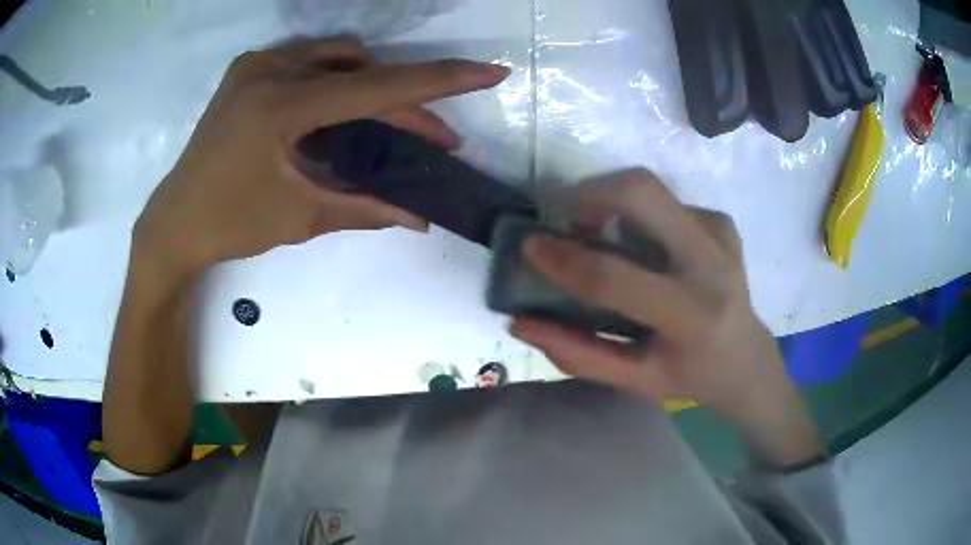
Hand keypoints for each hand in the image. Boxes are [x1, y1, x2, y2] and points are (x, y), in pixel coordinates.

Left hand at [135, 38, 509, 276]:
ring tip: (390, 128)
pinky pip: (310, 61)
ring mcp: (257, 64)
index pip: (378, 87)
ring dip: (371, 88)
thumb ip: (365, 208)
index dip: (441, 81)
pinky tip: (341, 110)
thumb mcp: (301, 216)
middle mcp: (271, 70)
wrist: (175, 223)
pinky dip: (336, 80)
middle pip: (362, 75)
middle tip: (436, 140)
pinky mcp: (248, 70)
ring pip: (338, 59)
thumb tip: (420, 218)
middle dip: (406, 107)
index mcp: (282, 106)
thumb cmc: (230, 224)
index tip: (491, 71)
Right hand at [511, 170, 820, 464]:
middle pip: (642, 192)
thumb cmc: (689, 376)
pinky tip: (645, 249)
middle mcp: (712, 263)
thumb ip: (576, 353)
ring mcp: (720, 234)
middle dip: (591, 193)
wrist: (747, 359)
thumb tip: (520, 323)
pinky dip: (641, 216)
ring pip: (652, 189)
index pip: (616, 277)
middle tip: (568, 220)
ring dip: (613, 203)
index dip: (565, 259)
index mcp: (691, 315)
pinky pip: (668, 202)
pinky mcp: (722, 222)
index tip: (530, 246)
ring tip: (601, 238)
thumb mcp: (633, 380)